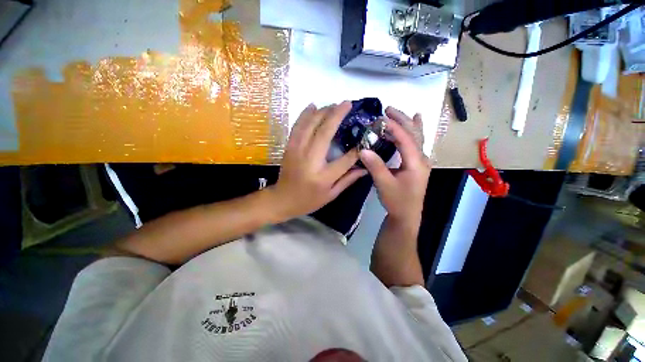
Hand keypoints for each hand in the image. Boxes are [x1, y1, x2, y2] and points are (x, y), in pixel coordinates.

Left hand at [270, 102, 367, 220]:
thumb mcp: (331, 195)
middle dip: (337, 115)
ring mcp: (297, 151)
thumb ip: (348, 180)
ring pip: (310, 125)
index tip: (365, 137)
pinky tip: (313, 106)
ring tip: (334, 104)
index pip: (345, 160)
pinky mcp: (289, 147)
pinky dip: (305, 114)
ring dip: (323, 111)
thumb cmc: (309, 200)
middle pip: (325, 133)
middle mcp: (310, 160)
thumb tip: (365, 168)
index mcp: (323, 177)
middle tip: (348, 104)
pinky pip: (297, 126)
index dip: (357, 149)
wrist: (283, 199)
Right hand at [359, 107, 430, 222]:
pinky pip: (416, 142)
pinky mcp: (416, 163)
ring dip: (407, 122)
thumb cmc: (397, 201)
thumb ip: (375, 167)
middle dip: (402, 119)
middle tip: (387, 110)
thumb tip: (363, 149)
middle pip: (414, 133)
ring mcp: (421, 160)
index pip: (406, 139)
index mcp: (416, 163)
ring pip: (417, 136)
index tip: (379, 119)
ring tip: (396, 113)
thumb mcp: (384, 185)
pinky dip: (414, 130)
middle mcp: (422, 158)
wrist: (406, 215)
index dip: (394, 127)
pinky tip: (416, 120)